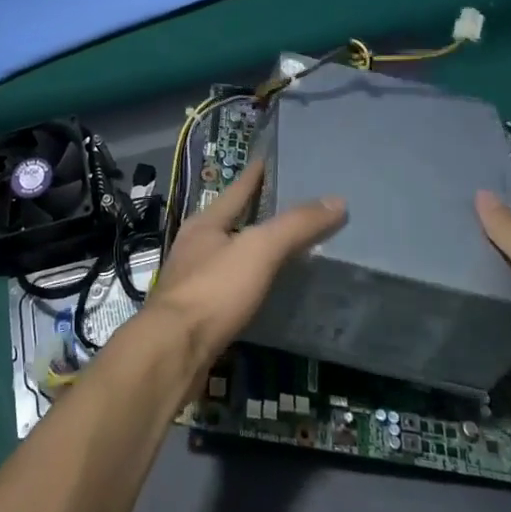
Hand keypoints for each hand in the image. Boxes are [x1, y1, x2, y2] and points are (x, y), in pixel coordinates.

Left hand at [146, 159, 344, 373]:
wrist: (173, 351)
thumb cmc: (214, 290)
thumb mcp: (259, 250)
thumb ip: (295, 225)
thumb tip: (337, 200)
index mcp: (206, 223)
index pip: (237, 189)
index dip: (255, 174)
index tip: (269, 159)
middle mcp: (194, 245)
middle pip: (229, 220)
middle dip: (254, 212)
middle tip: (288, 205)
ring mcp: (192, 279)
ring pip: (227, 254)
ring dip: (250, 248)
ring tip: (281, 248)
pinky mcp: (196, 312)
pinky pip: (228, 286)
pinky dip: (247, 281)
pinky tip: (263, 291)